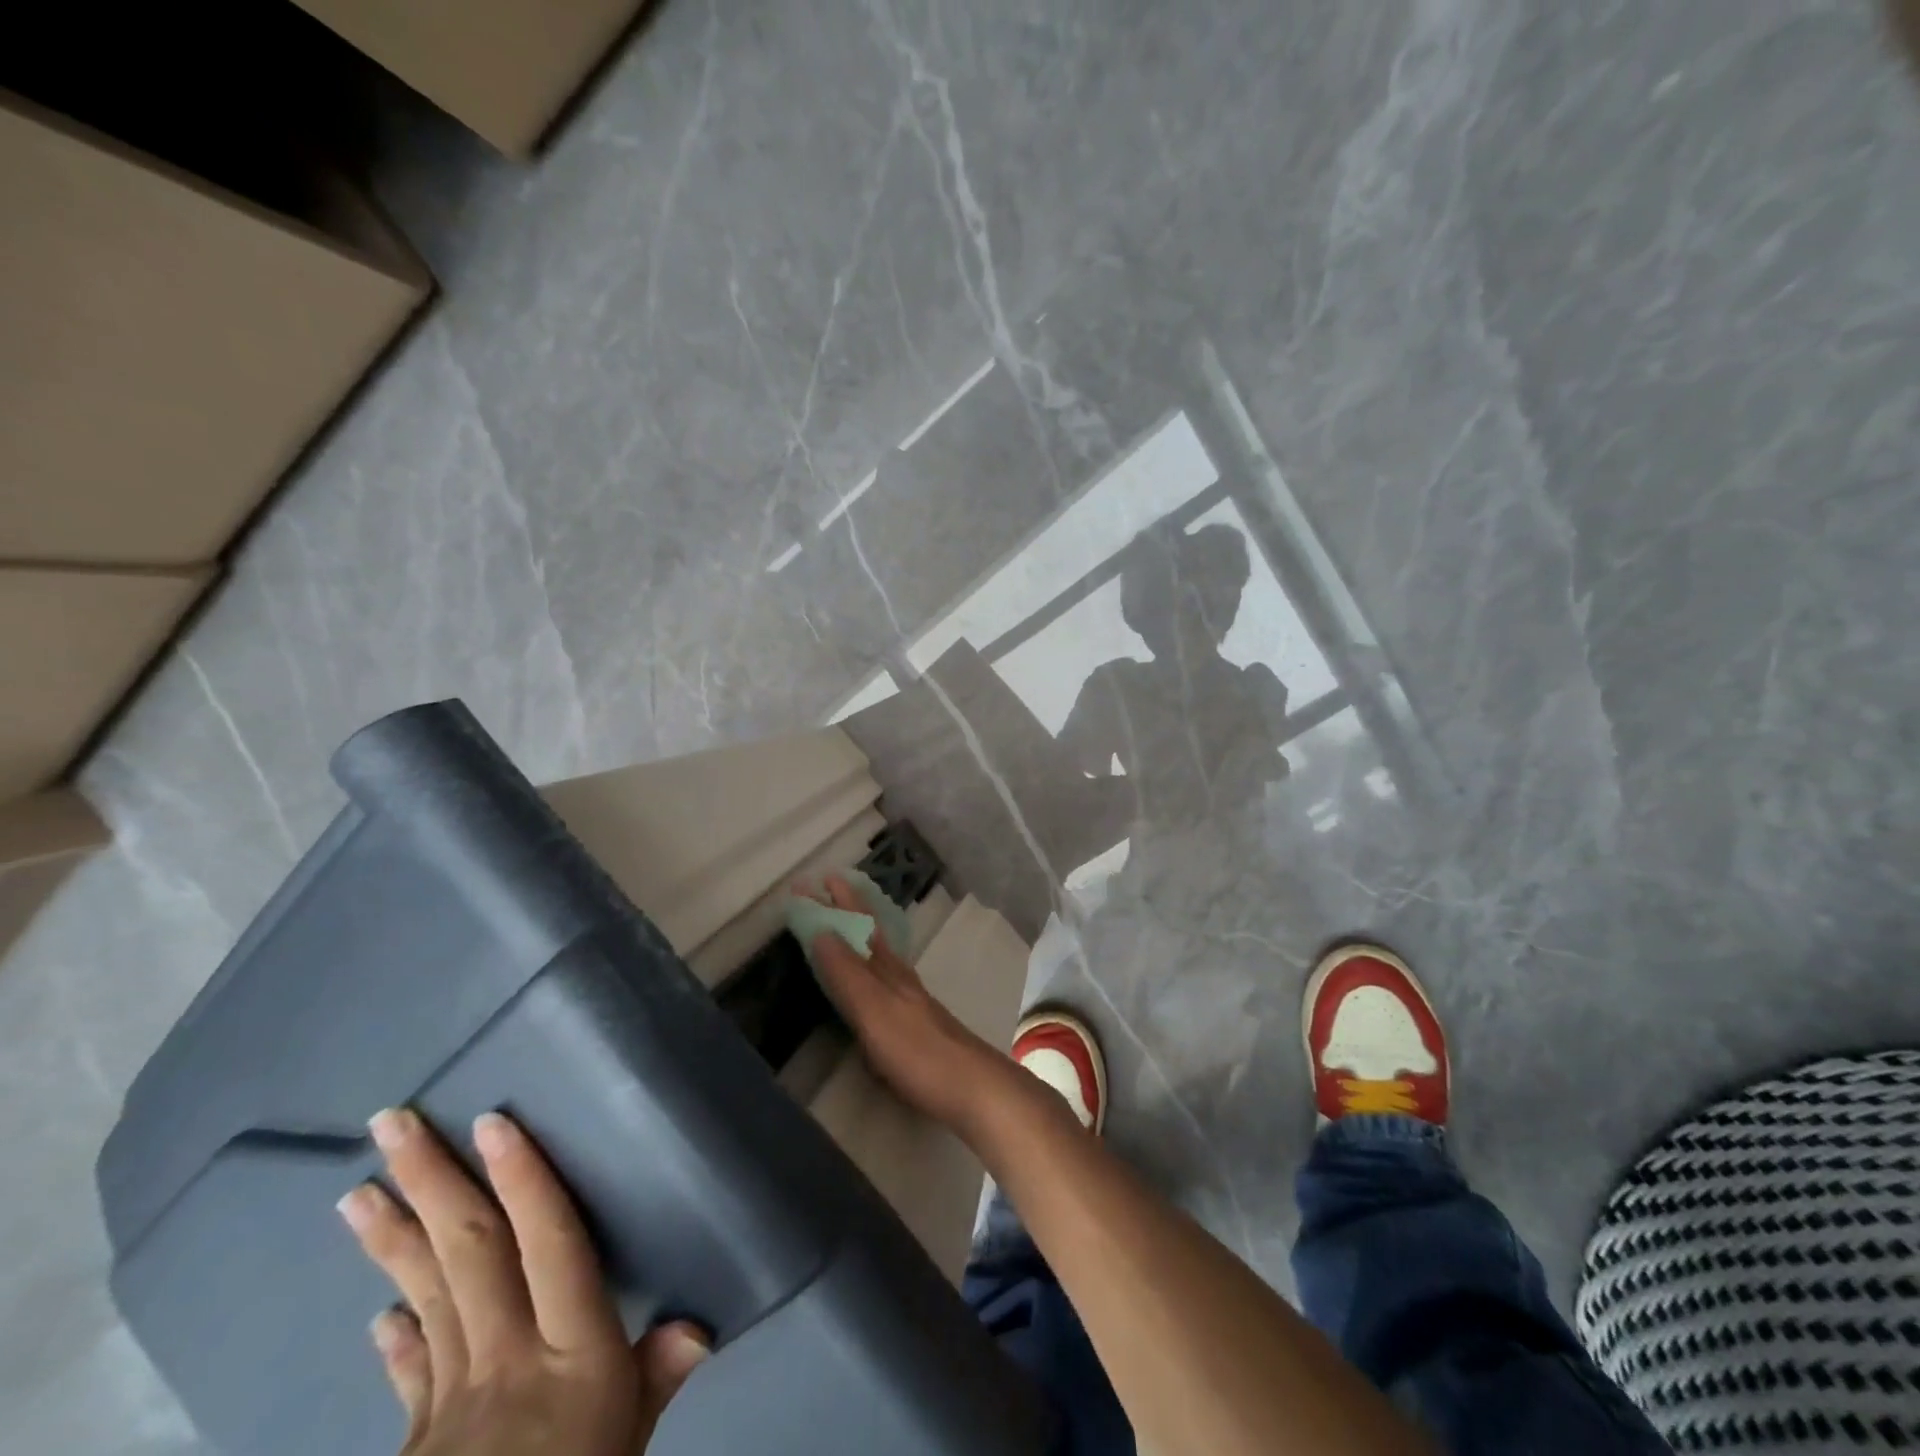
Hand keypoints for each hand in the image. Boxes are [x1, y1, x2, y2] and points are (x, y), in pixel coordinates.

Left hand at [337, 1107, 707, 1454]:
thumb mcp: (630, 1444)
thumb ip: (655, 1380)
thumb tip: (701, 1325)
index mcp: (569, 1350)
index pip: (548, 1244)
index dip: (524, 1181)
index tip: (494, 1122)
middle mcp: (505, 1356)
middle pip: (470, 1254)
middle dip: (435, 1184)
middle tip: (393, 1124)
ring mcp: (449, 1396)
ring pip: (426, 1294)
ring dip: (394, 1239)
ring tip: (358, 1191)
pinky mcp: (416, 1438)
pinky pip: (411, 1371)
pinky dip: (398, 1334)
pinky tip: (379, 1309)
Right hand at [804, 875, 1018, 1134]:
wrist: (972, 1086)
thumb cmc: (917, 1050)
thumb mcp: (874, 1011)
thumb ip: (847, 973)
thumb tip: (821, 930)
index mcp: (886, 969)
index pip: (855, 925)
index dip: (833, 904)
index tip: (808, 882)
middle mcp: (898, 975)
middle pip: (869, 932)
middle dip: (848, 908)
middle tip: (827, 885)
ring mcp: (910, 997)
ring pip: (880, 952)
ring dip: (860, 932)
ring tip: (846, 920)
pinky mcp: (916, 1022)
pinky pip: (886, 978)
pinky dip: (872, 964)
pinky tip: (873, 978)